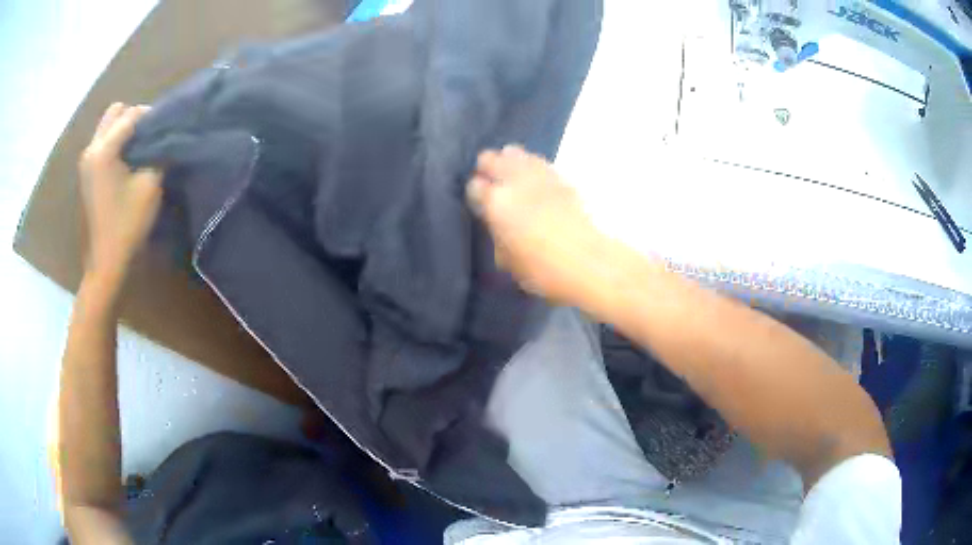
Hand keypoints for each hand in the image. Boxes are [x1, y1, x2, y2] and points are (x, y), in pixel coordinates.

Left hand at [78, 103, 162, 279]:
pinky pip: (101, 144)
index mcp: (104, 150)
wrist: (104, 263)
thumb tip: (165, 138)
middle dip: (133, 117)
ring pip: (106, 127)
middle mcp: (91, 149)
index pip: (131, 115)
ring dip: (122, 130)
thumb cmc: (127, 225)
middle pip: (114, 113)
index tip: (166, 126)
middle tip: (147, 135)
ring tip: (138, 148)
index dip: (151, 117)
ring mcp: (85, 162)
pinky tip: (125, 162)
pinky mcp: (85, 174)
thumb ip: (158, 154)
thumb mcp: (150, 186)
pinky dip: (114, 144)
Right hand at [467, 145, 608, 304]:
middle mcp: (514, 181)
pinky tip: (534, 180)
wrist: (588, 261)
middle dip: (486, 169)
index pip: (473, 185)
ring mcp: (539, 175)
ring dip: (508, 163)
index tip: (479, 203)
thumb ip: (497, 236)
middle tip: (490, 185)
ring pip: (514, 153)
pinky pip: (538, 162)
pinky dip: (531, 166)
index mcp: (496, 203)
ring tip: (511, 178)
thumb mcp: (507, 261)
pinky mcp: (561, 177)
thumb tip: (498, 226)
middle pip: (489, 158)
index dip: (474, 194)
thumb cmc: (542, 270)